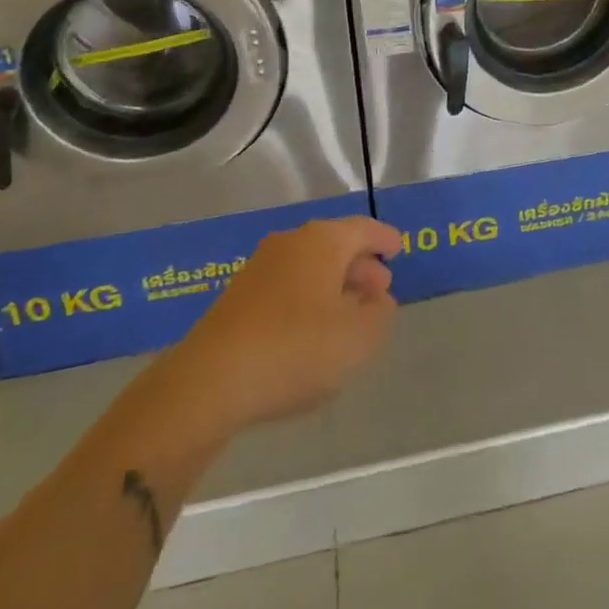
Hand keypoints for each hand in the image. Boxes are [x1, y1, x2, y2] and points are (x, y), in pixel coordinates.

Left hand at [158, 216, 402, 433]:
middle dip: (360, 265)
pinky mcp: (238, 297)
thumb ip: (379, 314)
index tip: (398, 249)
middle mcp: (291, 242)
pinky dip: (307, 299)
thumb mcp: (358, 338)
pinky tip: (311, 331)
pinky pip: (287, 286)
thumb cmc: (296, 349)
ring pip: (309, 266)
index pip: (363, 229)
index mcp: (323, 241)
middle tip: (379, 290)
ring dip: (333, 285)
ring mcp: (260, 267)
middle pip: (335, 245)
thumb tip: (378, 298)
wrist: (211, 380)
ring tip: (348, 314)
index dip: (384, 239)